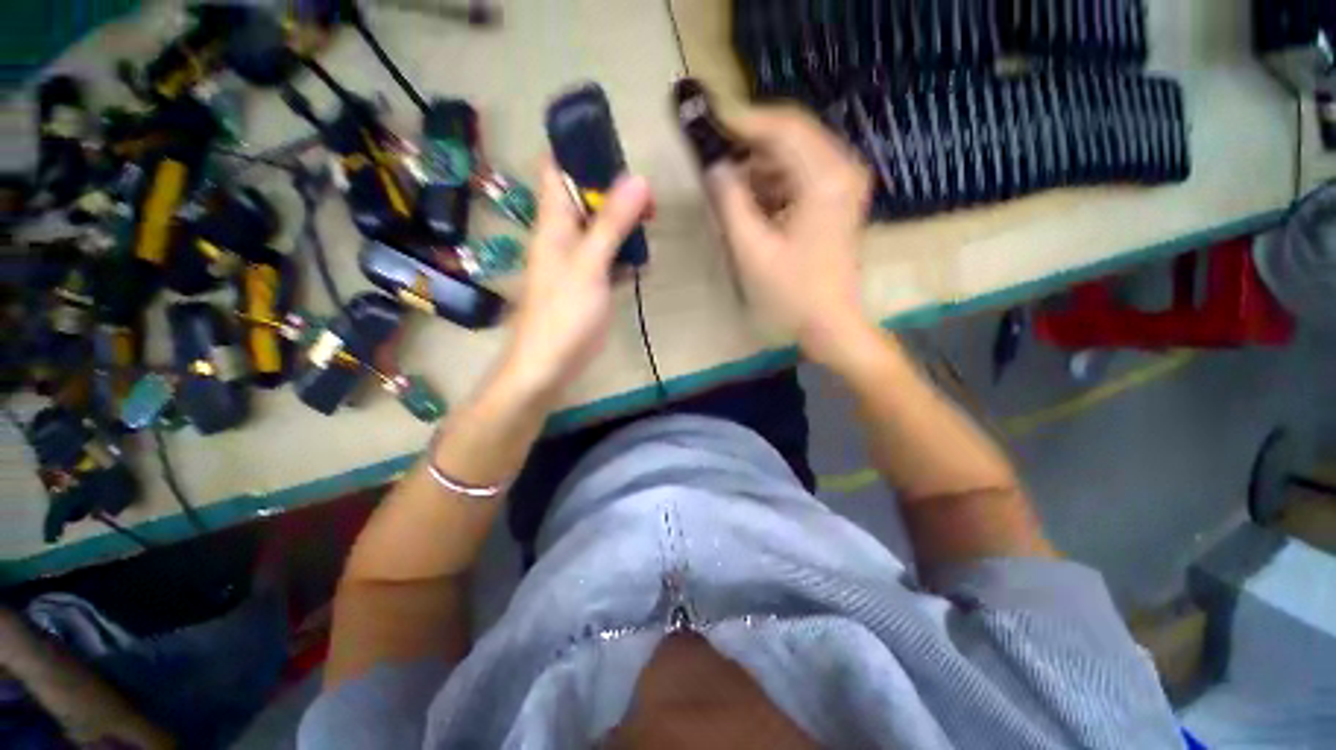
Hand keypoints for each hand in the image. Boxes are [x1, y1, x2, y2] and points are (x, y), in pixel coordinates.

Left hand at [501, 160, 652, 397]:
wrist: (549, 364)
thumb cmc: (563, 314)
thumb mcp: (589, 265)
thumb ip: (611, 224)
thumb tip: (637, 178)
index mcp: (553, 223)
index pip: (557, 169)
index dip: (579, 150)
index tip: (615, 145)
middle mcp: (561, 235)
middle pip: (584, 196)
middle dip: (613, 188)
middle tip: (647, 193)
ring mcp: (576, 261)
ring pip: (599, 227)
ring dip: (622, 220)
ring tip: (651, 217)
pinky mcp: (588, 283)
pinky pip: (607, 256)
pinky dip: (623, 252)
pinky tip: (642, 257)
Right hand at [704, 106, 876, 370]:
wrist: (832, 323)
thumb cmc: (792, 293)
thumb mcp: (752, 250)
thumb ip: (730, 202)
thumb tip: (714, 167)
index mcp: (824, 178)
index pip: (782, 127)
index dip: (742, 121)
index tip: (707, 123)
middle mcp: (842, 169)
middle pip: (791, 134)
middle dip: (750, 143)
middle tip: (714, 155)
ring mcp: (845, 182)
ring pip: (796, 153)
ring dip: (760, 165)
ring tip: (729, 185)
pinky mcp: (840, 198)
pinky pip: (803, 173)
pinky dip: (775, 180)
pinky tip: (753, 200)